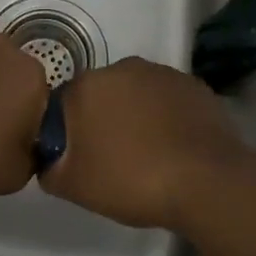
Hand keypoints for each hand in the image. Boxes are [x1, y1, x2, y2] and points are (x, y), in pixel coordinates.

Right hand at [40, 58, 247, 230]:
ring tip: (148, 153)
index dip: (70, 131)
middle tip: (113, 157)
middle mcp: (122, 68)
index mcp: (87, 86)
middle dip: (104, 118)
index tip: (80, 157)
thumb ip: (50, 168)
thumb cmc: (131, 180)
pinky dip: (167, 117)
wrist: (206, 182)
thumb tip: (49, 160)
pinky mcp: (194, 86)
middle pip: (103, 93)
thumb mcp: (74, 187)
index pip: (65, 103)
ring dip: (137, 115)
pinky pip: (169, 100)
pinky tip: (174, 146)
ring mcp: (162, 74)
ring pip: (137, 94)